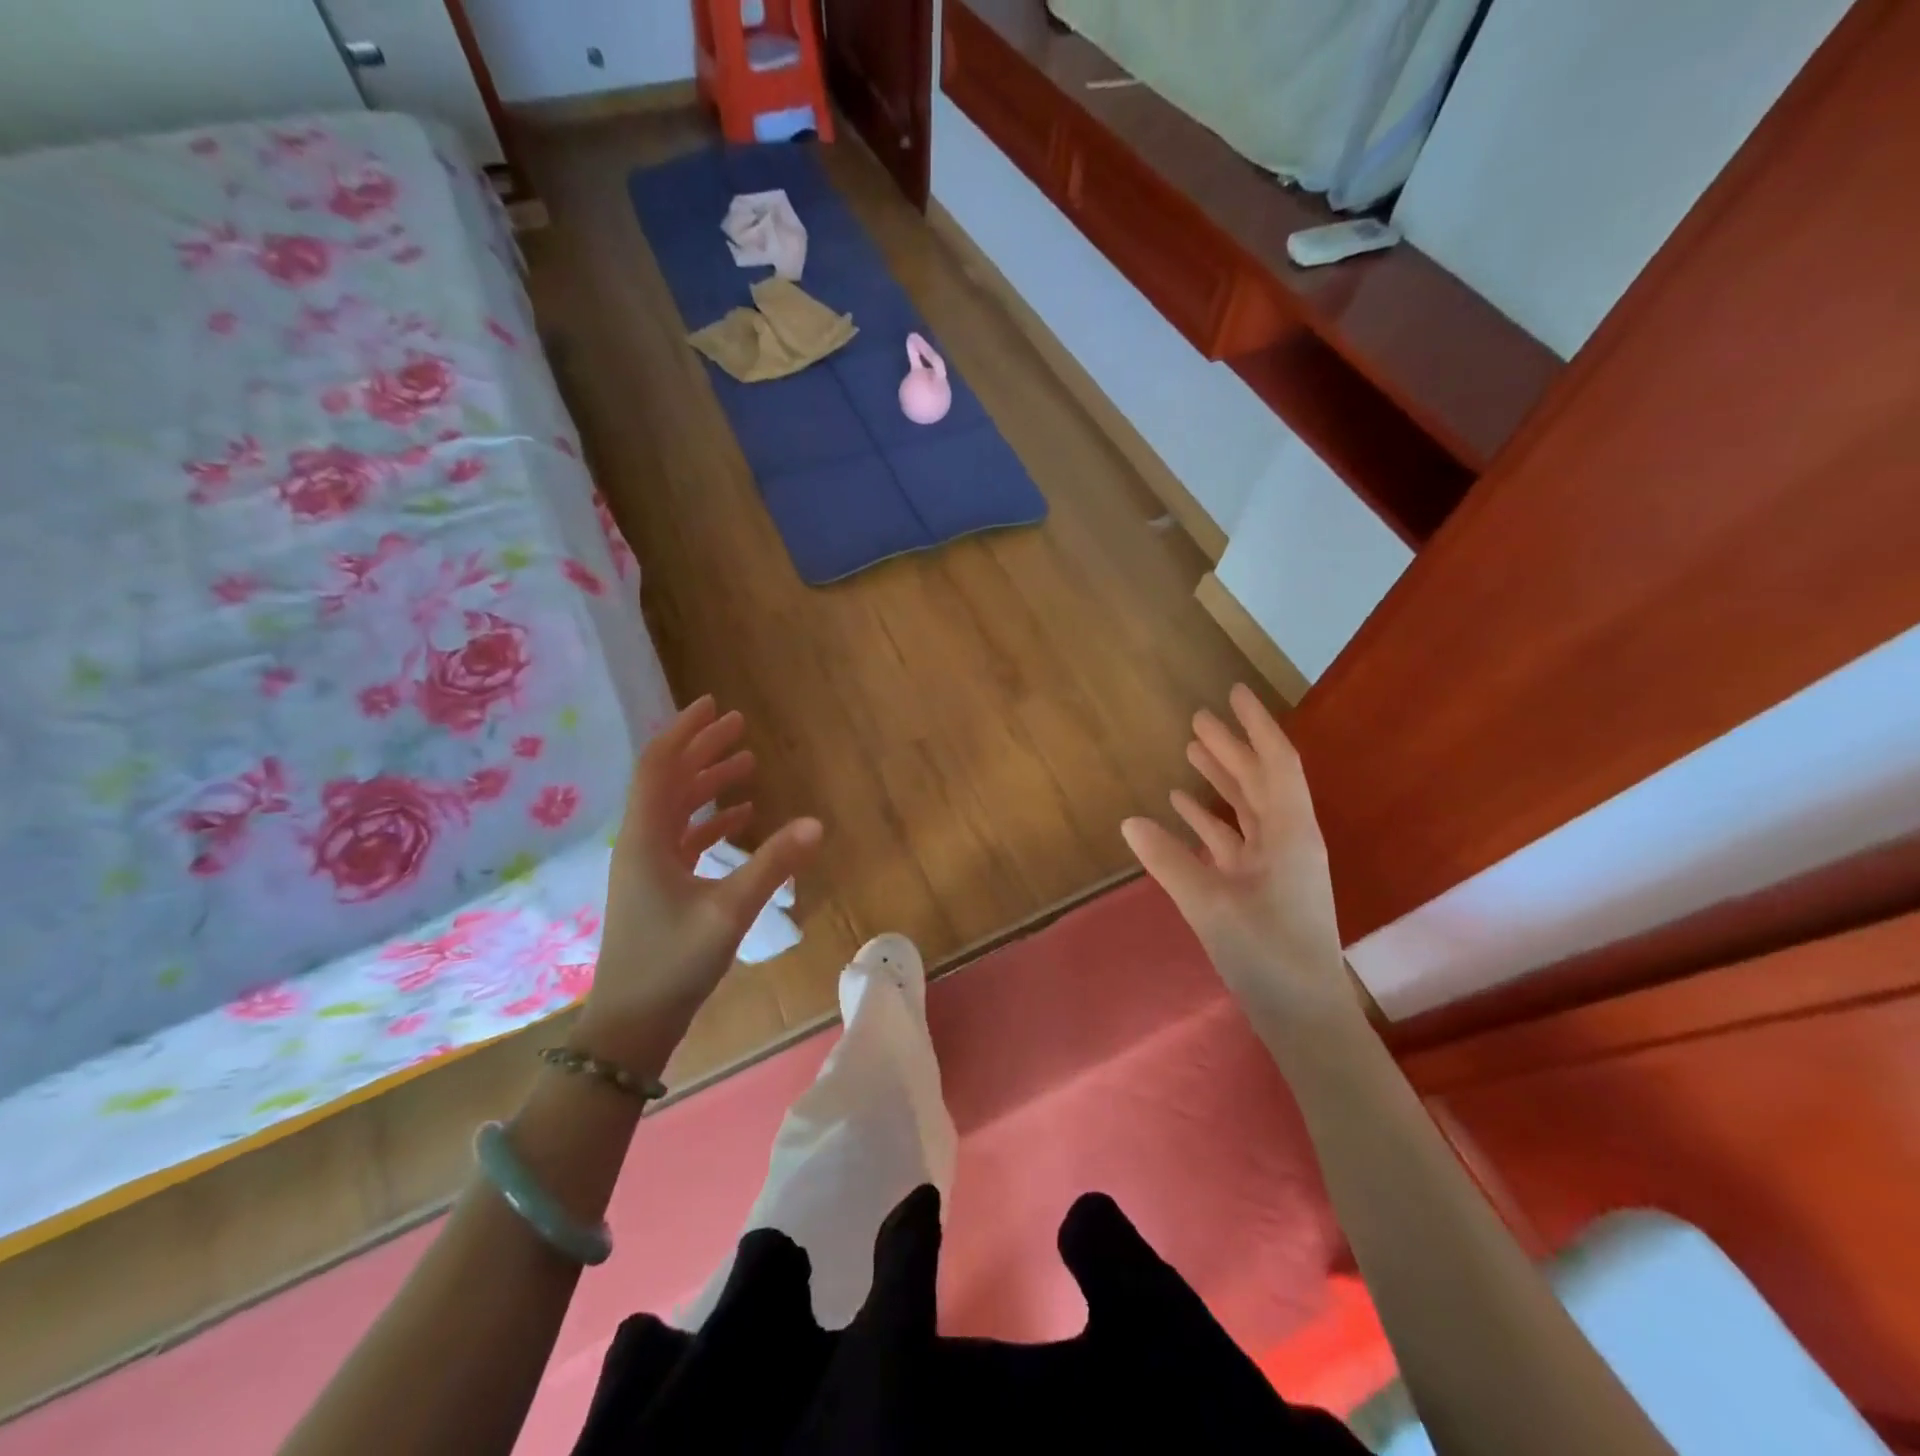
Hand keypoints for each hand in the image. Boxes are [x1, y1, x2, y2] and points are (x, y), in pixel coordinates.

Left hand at [578, 697, 821, 1067]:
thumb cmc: (672, 963)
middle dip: (702, 749)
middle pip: (670, 781)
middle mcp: (642, 843)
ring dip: (709, 783)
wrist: (631, 1026)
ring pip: (678, 809)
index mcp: (646, 838)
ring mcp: (649, 867)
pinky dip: (712, 822)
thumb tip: (816, 823)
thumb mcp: (728, 912)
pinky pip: (686, 839)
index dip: (685, 731)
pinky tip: (742, 819)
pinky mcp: (660, 888)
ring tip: (746, 763)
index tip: (713, 704)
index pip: (660, 766)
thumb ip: (772, 865)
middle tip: (739, 726)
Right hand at [1122, 684, 1357, 1026]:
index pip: (1275, 763)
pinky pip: (1234, 837)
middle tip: (1199, 716)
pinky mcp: (1260, 885)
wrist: (1303, 1015)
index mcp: (1289, 833)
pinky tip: (1181, 806)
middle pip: (1259, 779)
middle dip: (1231, 746)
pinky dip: (1210, 818)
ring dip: (1221, 778)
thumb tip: (1129, 820)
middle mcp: (1287, 839)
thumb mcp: (1210, 904)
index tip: (1234, 692)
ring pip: (1247, 807)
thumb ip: (1168, 859)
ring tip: (1191, 749)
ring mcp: (1274, 863)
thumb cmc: (1266, 953)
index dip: (1254, 725)